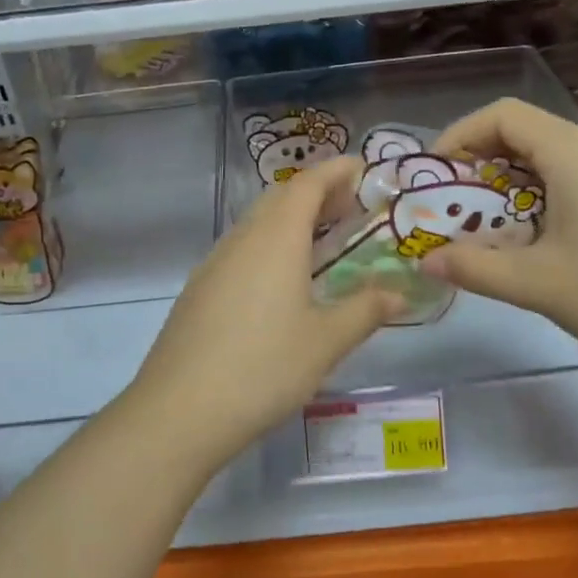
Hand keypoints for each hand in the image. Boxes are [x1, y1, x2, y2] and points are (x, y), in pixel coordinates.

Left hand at [127, 157, 402, 454]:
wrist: (179, 410)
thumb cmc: (263, 368)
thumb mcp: (326, 342)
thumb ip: (365, 310)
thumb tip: (397, 293)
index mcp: (275, 238)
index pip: (308, 183)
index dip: (336, 170)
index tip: (363, 168)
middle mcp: (242, 239)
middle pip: (280, 197)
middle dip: (316, 192)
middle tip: (350, 207)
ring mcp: (214, 263)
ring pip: (257, 223)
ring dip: (290, 219)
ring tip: (321, 241)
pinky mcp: (199, 289)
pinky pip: (240, 249)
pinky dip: (269, 245)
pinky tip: (281, 280)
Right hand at [423, 99, 577, 379]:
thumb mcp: (539, 284)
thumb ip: (475, 268)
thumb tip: (425, 262)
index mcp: (574, 153)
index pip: (503, 115)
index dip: (460, 135)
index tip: (435, 175)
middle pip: (525, 132)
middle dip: (480, 163)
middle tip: (453, 206)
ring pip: (551, 157)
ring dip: (510, 183)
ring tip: (486, 226)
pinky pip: (576, 176)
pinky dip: (541, 194)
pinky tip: (536, 238)